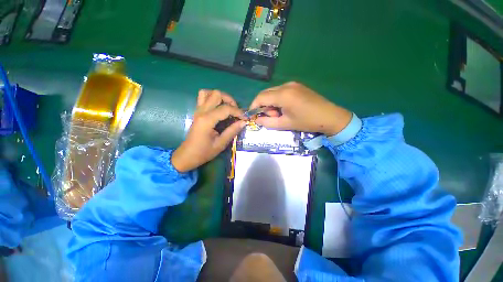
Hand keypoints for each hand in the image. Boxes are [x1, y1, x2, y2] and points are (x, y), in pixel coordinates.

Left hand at [172, 90, 245, 172]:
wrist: (187, 155)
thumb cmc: (204, 152)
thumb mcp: (220, 144)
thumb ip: (232, 131)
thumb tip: (243, 122)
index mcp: (207, 120)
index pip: (226, 108)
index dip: (238, 112)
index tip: (245, 118)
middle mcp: (201, 111)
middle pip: (217, 94)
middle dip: (230, 100)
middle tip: (236, 112)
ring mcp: (198, 110)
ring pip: (208, 92)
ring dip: (220, 97)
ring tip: (227, 107)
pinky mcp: (197, 112)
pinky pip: (203, 98)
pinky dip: (212, 98)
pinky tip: (218, 107)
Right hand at [249, 82, 351, 135]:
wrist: (330, 116)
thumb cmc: (307, 122)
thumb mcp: (285, 124)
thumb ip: (268, 122)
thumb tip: (257, 120)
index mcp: (283, 95)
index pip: (260, 97)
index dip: (254, 106)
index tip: (253, 115)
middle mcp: (286, 85)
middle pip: (266, 93)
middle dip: (263, 106)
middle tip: (270, 116)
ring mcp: (292, 84)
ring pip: (273, 92)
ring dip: (271, 103)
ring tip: (279, 114)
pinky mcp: (297, 86)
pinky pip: (281, 91)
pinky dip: (277, 100)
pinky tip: (284, 108)